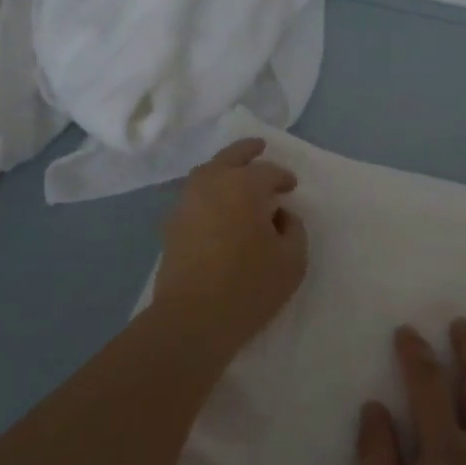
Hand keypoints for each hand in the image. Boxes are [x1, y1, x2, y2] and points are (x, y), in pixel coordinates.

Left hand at [152, 138, 307, 351]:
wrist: (192, 317)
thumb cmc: (249, 286)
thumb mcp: (292, 260)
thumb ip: (293, 229)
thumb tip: (280, 215)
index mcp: (243, 185)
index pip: (268, 171)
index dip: (282, 177)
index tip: (291, 187)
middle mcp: (211, 183)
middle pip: (230, 157)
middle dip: (247, 150)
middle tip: (259, 147)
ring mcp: (186, 202)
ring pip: (206, 173)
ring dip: (224, 169)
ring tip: (237, 177)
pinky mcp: (172, 225)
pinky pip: (194, 196)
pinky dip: (208, 193)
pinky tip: (217, 208)